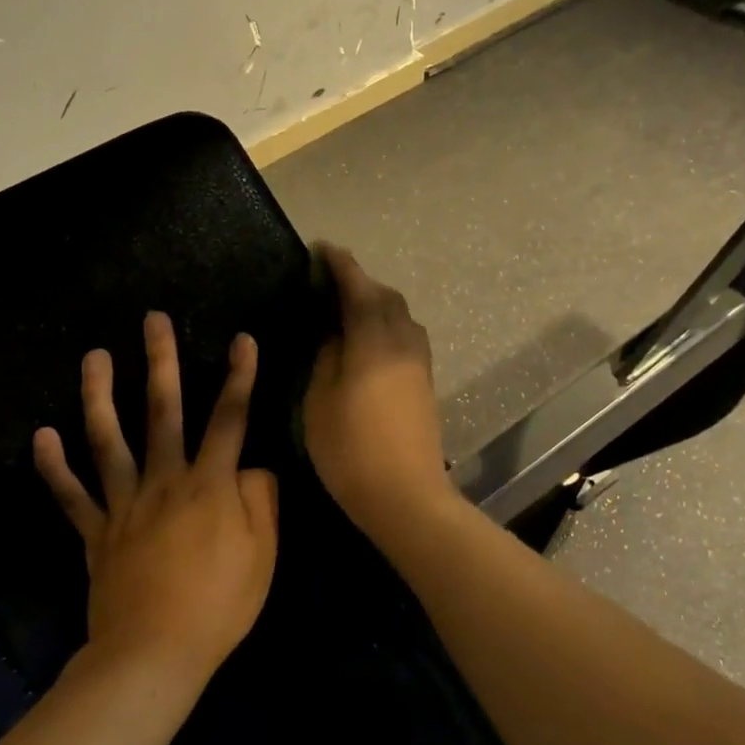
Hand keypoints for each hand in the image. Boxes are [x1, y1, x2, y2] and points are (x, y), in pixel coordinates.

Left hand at [34, 313, 277, 688]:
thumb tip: (252, 466)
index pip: (230, 418)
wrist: (154, 655)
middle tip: (152, 320)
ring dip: (100, 395)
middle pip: (163, 411)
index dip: (240, 376)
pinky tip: (41, 435)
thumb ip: (262, 500)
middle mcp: (164, 480)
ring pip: (109, 439)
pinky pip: (71, 495)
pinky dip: (54, 466)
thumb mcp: (264, 554)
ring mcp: (124, 503)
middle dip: (161, 361)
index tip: (243, 339)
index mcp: (209, 484)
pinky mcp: (95, 532)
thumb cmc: (219, 605)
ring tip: (93, 357)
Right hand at [303, 244, 455, 536]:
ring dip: (376, 301)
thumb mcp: (320, 401)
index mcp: (373, 342)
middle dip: (360, 281)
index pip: (358, 289)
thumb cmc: (351, 450)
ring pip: (400, 314)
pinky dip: (386, 322)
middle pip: (385, 296)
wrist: (406, 496)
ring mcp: (418, 362)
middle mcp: (403, 342)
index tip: (322, 248)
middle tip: (330, 280)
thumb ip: (327, 357)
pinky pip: (406, 334)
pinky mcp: (425, 380)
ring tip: (347, 307)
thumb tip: (334, 332)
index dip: (340, 265)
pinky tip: (369, 337)